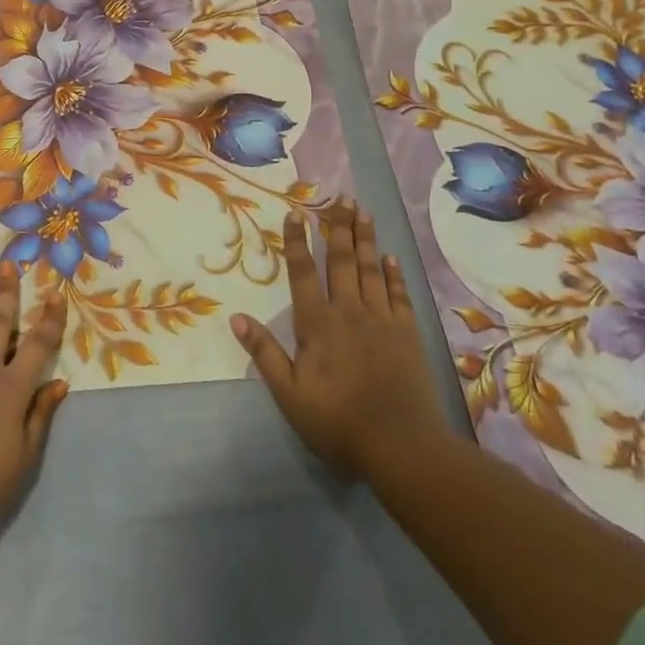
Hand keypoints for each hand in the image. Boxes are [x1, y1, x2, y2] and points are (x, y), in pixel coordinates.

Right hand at [233, 202, 445, 479]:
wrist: (402, 447)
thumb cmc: (338, 423)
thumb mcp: (290, 395)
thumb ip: (265, 354)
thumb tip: (236, 318)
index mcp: (318, 324)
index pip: (303, 273)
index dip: (297, 242)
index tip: (295, 213)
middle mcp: (349, 311)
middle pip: (341, 260)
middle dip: (337, 226)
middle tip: (340, 196)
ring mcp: (382, 320)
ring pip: (371, 269)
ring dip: (365, 238)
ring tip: (363, 211)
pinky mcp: (407, 334)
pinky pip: (398, 294)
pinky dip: (393, 273)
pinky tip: (390, 256)